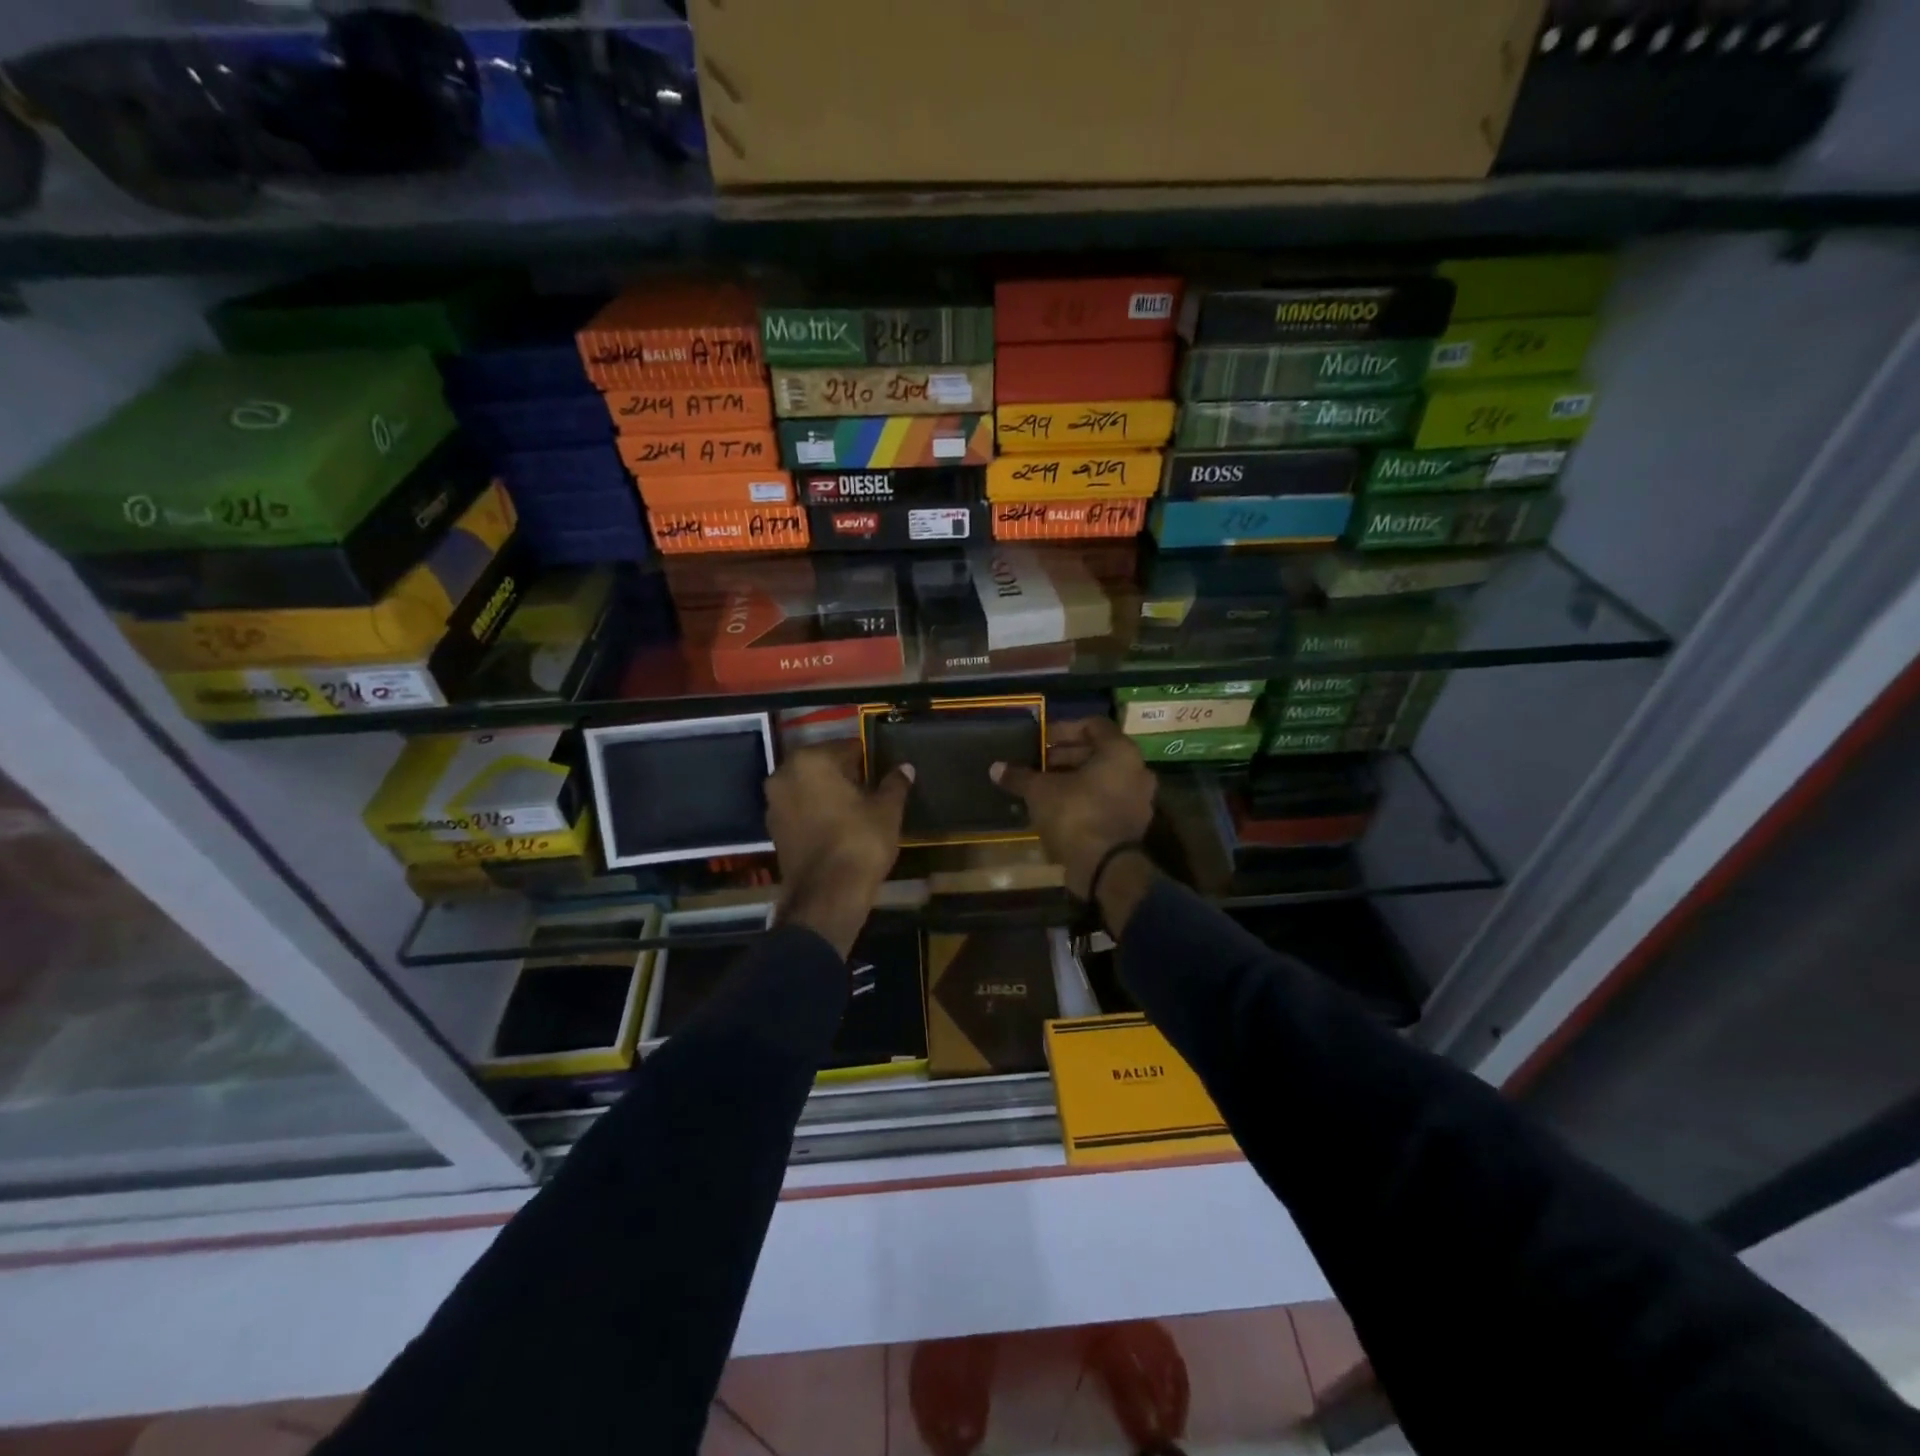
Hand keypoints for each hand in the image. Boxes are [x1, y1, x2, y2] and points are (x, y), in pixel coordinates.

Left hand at [765, 743, 911, 956]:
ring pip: (808, 789)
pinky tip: (838, 826)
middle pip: (822, 766)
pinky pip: (800, 811)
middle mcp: (784, 776)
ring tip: (857, 809)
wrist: (827, 896)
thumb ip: (894, 784)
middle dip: (845, 775)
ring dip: (829, 794)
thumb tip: (905, 768)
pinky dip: (816, 813)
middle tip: (871, 790)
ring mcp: (773, 805)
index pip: (846, 748)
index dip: (867, 759)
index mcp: (810, 761)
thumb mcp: (886, 810)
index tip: (881, 771)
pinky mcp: (773, 831)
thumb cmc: (860, 842)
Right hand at [990, 716, 1155, 898]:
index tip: (1039, 741)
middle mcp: (1137, 770)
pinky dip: (1084, 799)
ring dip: (1073, 779)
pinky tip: (1057, 808)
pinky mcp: (1132, 824)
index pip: (1092, 725)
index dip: (1063, 730)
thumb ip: (1020, 776)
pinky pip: (1105, 800)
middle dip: (1065, 756)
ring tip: (1043, 786)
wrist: (1104, 868)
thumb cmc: (1075, 815)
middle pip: (1098, 752)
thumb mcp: (1040, 792)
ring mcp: (1138, 799)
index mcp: (1120, 751)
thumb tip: (996, 768)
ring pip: (1102, 779)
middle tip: (1037, 764)